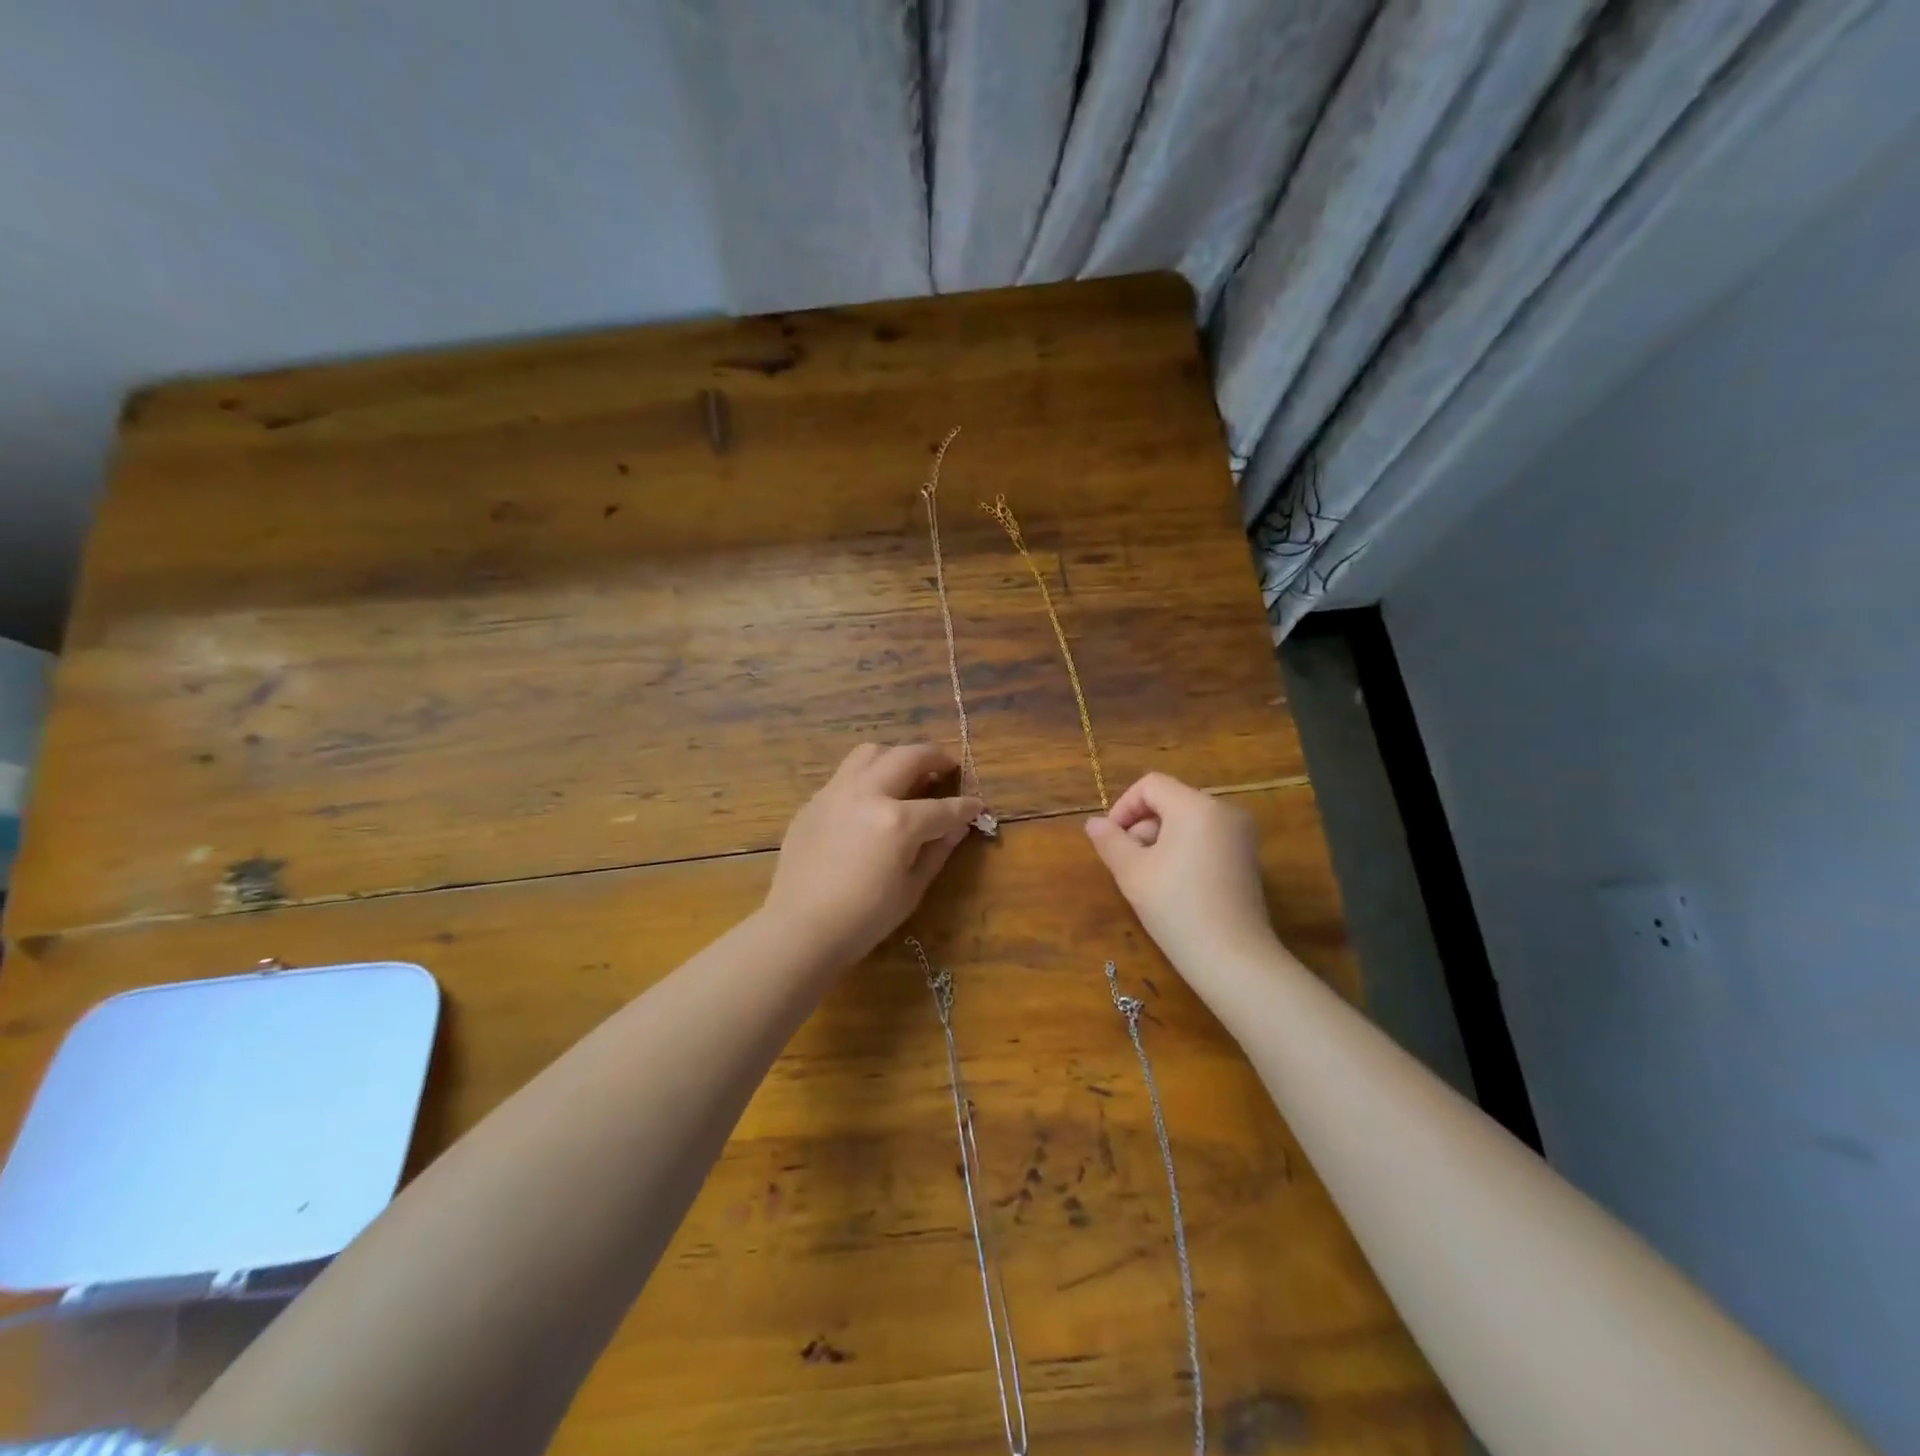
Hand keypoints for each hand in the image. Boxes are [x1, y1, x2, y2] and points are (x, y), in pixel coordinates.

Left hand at [762, 743, 984, 966]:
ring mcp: (835, 794)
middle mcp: (867, 795)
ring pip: (869, 753)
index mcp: (897, 821)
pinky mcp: (813, 803)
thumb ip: (937, 851)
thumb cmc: (864, 919)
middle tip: (947, 767)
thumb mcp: (911, 889)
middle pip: (908, 757)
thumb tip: (957, 827)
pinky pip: (844, 777)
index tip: (977, 805)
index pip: (943, 807)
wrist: (800, 929)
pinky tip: (869, 802)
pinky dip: (865, 778)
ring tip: (905, 773)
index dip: (966, 807)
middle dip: (934, 758)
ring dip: (895, 756)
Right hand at [1085, 772, 1276, 972]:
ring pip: (1187, 821)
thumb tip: (1094, 823)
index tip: (1111, 840)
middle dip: (1141, 826)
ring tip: (1148, 877)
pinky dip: (1184, 850)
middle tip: (1127, 863)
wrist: (1232, 958)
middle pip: (1170, 801)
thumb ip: (1110, 841)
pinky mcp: (1247, 858)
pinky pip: (1206, 838)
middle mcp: (1224, 811)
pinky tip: (1173, 885)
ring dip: (1160, 840)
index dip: (1124, 807)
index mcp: (1197, 806)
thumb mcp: (1132, 872)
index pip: (1151, 785)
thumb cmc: (1176, 908)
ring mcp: (1241, 835)